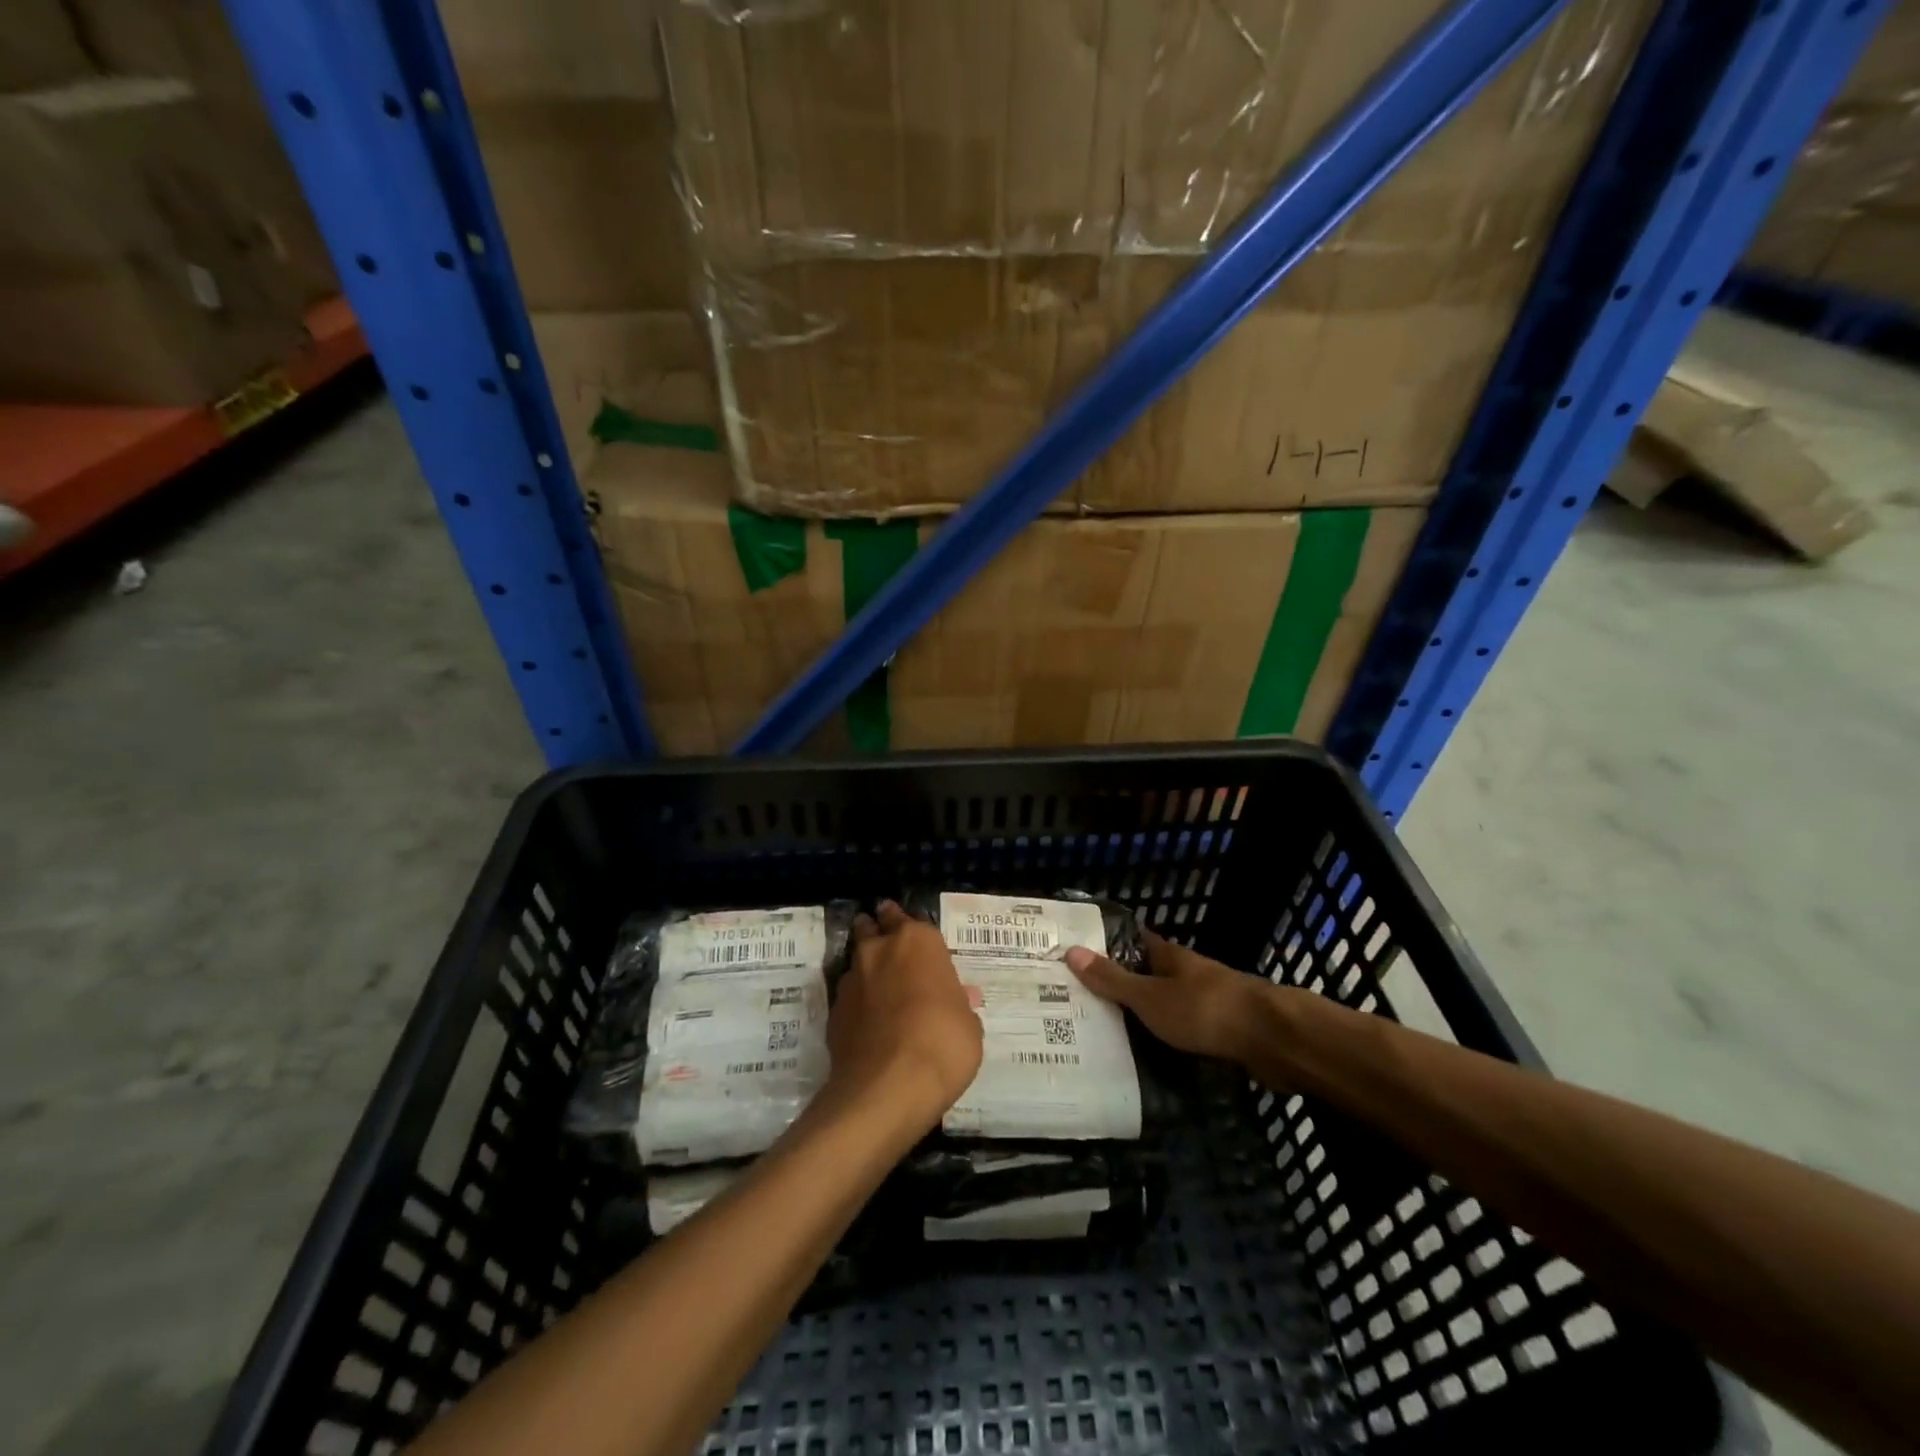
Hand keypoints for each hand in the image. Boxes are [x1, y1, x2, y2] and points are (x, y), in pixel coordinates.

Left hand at [826, 901, 983, 1130]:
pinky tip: (868, 1023)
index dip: (906, 925)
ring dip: (866, 970)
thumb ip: (959, 1005)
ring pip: (857, 961)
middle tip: (887, 946)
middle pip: (872, 929)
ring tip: (879, 989)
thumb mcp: (969, 1025)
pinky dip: (857, 1004)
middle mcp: (880, 950)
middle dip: (877, 932)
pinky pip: (848, 998)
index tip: (908, 932)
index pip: (907, 918)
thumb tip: (959, 999)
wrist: (887, 1087)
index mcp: (918, 941)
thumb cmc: (942, 1044)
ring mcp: (852, 980)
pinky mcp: (833, 1012)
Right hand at [1065, 931, 1265, 1063]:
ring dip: (1141, 1016)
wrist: (1272, 1040)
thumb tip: (1071, 950)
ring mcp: (1207, 1003)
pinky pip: (1182, 1033)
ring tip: (1103, 1034)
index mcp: (1169, 957)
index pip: (1132, 941)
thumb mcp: (1151, 997)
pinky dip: (1163, 1041)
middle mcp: (1186, 975)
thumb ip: (1113, 980)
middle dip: (1118, 985)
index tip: (1075, 953)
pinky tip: (1144, 1058)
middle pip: (1146, 974)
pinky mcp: (1221, 1033)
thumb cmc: (1205, 1010)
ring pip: (1165, 1005)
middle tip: (1079, 1001)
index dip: (1105, 945)